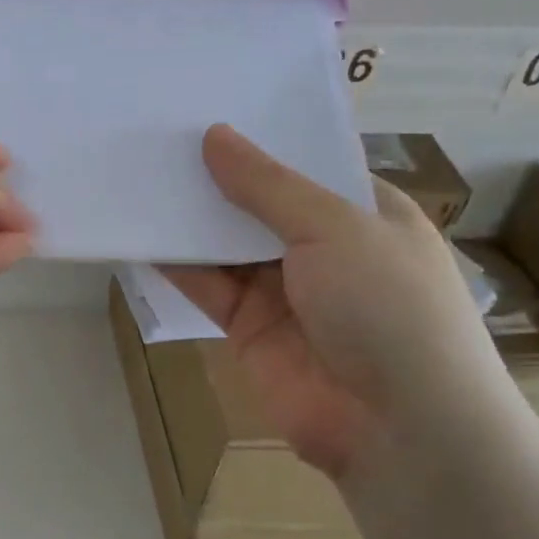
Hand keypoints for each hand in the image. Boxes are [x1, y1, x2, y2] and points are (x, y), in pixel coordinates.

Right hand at [161, 125, 522, 478]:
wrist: (398, 428)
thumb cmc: (389, 307)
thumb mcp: (334, 228)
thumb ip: (267, 186)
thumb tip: (214, 136)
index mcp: (363, 214)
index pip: (305, 164)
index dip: (259, 140)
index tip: (206, 110)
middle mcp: (323, 248)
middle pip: (258, 203)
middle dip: (214, 176)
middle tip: (158, 136)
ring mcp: (284, 290)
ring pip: (225, 244)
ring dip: (189, 218)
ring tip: (140, 174)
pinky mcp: (248, 328)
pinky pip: (206, 285)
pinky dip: (176, 263)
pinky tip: (140, 232)